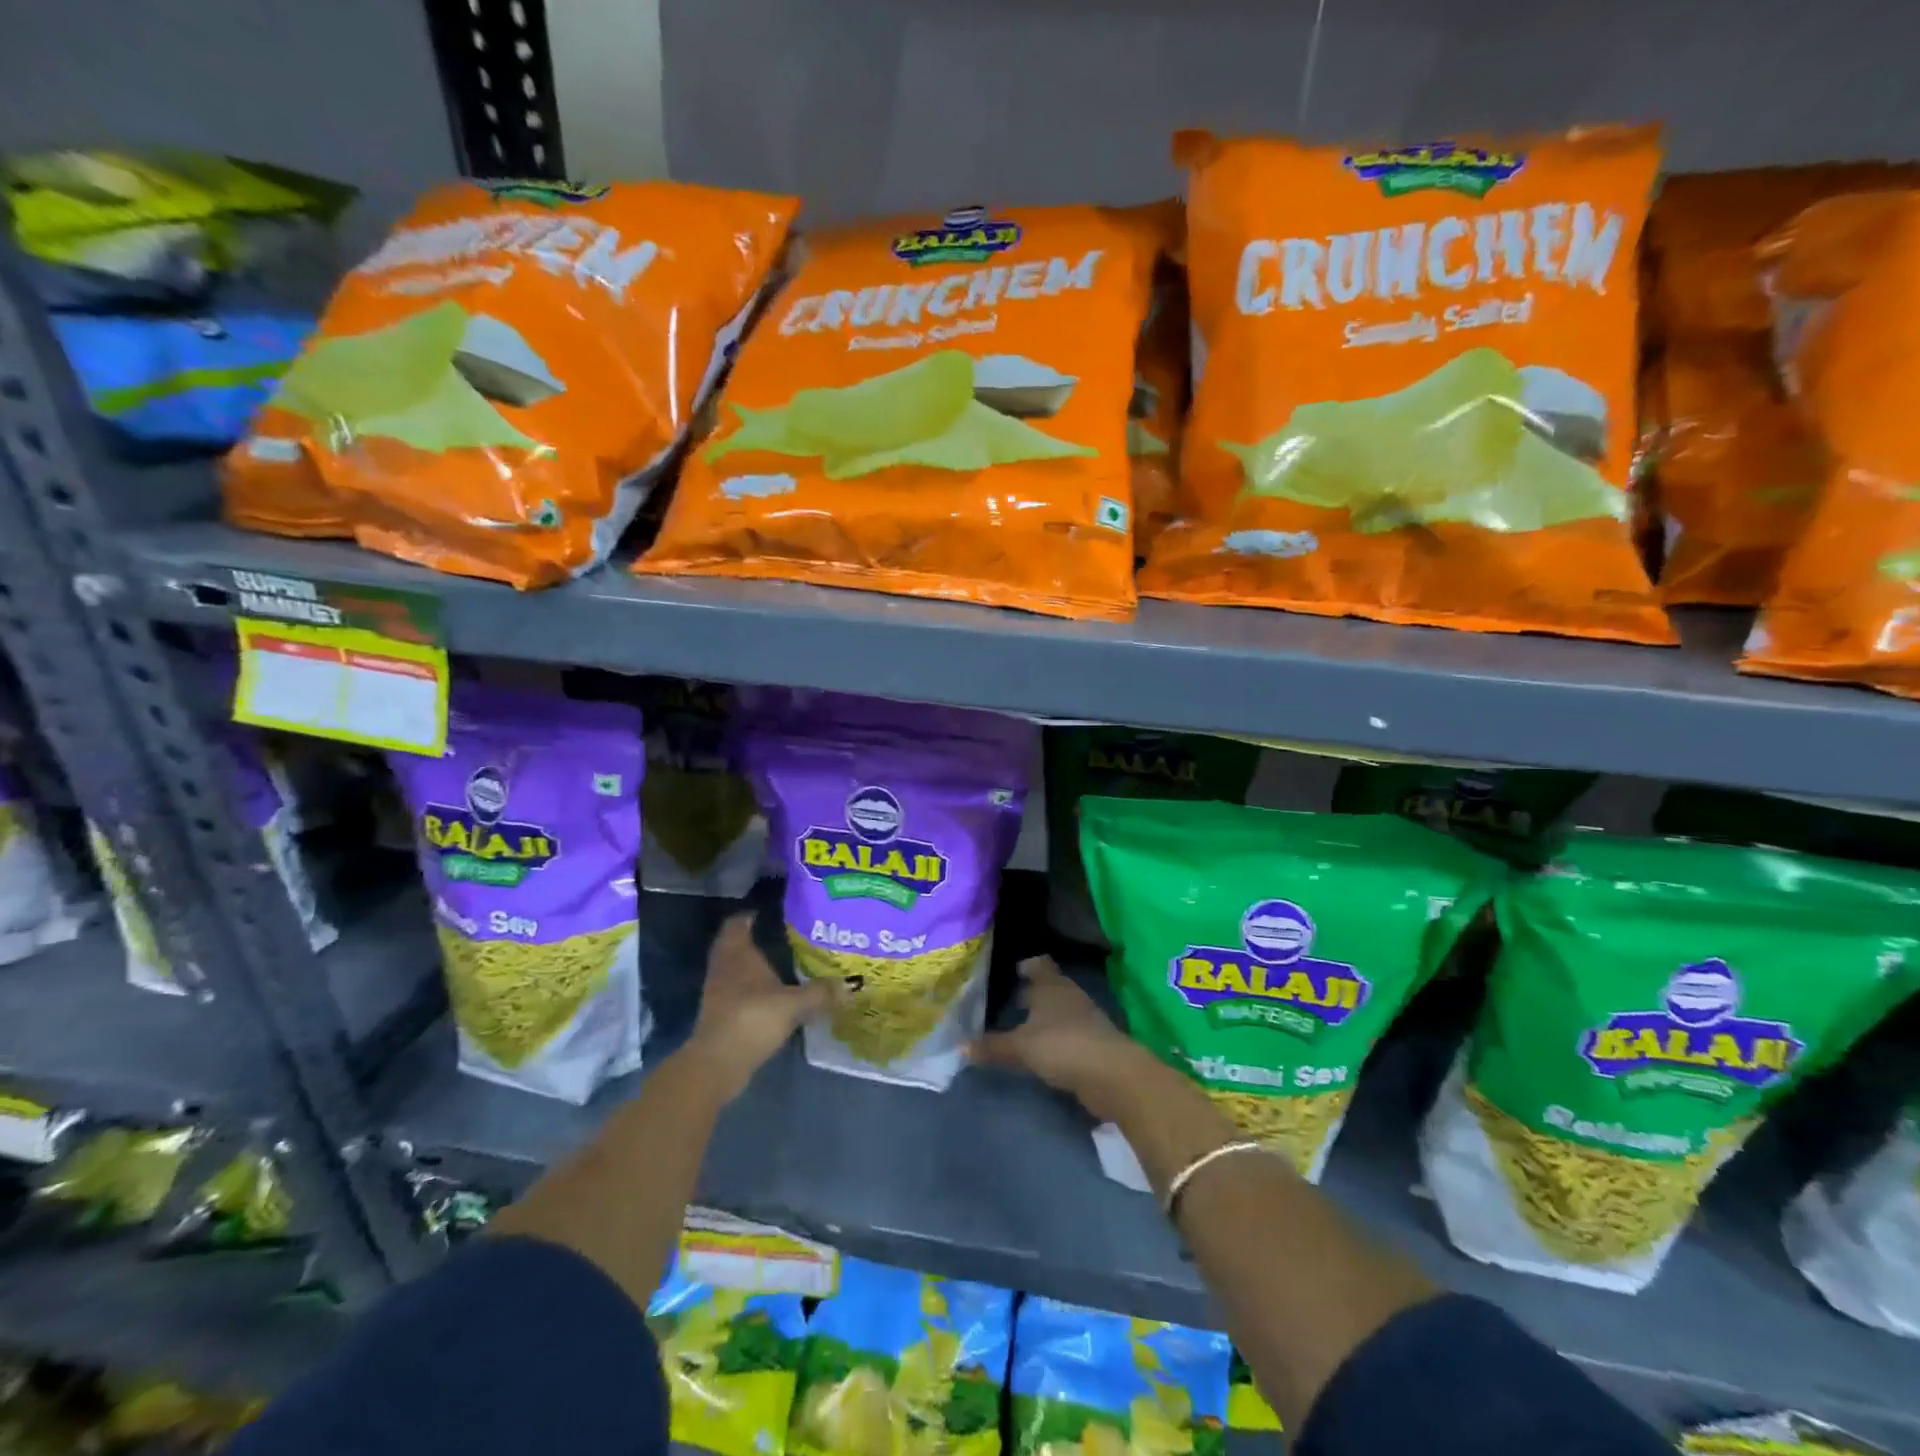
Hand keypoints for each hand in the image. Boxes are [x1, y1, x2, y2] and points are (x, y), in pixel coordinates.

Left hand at [687, 914, 832, 1097]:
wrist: (718, 1064)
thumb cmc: (752, 1019)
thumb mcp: (794, 1004)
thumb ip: (820, 992)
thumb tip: (850, 984)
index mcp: (738, 954)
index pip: (738, 923)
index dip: (751, 915)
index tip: (772, 912)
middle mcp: (725, 967)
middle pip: (735, 944)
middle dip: (755, 939)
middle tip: (784, 935)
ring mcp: (719, 992)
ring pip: (736, 968)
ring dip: (754, 965)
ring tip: (783, 963)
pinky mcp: (721, 1014)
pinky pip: (737, 990)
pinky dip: (752, 988)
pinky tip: (774, 994)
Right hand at [968, 956, 1152, 1121]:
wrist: (1112, 1075)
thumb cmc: (1062, 1046)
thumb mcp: (1021, 1047)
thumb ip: (993, 1047)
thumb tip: (960, 1048)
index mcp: (1052, 986)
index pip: (1040, 965)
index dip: (1028, 965)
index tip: (1014, 970)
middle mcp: (1069, 997)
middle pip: (1050, 988)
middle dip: (1032, 993)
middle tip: (1010, 1000)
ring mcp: (1085, 1020)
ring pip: (1060, 1011)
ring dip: (1045, 1018)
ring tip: (1022, 1028)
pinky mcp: (1093, 1044)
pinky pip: (1068, 1035)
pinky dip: (1055, 1039)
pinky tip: (1042, 1051)